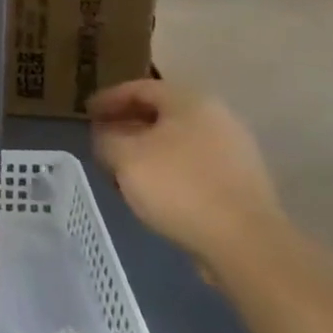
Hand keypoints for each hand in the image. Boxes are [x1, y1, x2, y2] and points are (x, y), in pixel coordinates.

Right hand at [88, 79, 285, 269]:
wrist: (247, 245)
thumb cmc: (179, 186)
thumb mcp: (125, 157)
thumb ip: (106, 139)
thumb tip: (105, 136)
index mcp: (190, 101)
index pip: (139, 88)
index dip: (108, 99)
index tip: (85, 113)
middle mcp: (217, 118)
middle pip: (161, 114)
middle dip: (127, 126)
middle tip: (102, 140)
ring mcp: (234, 153)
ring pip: (177, 142)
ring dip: (146, 151)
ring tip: (123, 169)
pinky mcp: (242, 185)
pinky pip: (194, 167)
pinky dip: (168, 171)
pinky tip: (152, 191)